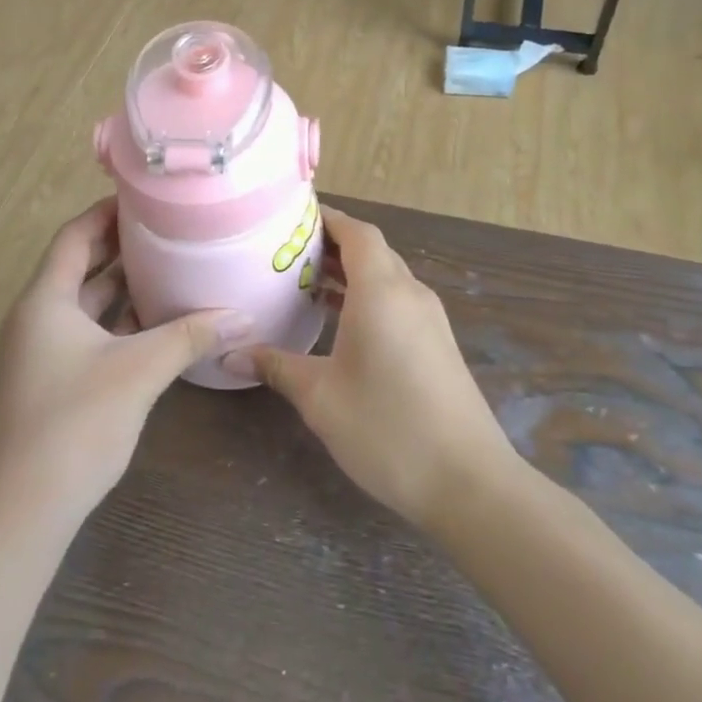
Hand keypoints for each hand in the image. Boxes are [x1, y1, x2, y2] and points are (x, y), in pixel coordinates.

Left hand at [0, 200, 254, 522]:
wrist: (27, 505)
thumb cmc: (76, 422)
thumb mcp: (139, 370)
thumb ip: (190, 336)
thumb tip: (243, 315)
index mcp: (45, 300)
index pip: (74, 236)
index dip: (106, 212)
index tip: (146, 197)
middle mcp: (38, 317)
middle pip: (79, 266)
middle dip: (121, 246)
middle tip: (168, 228)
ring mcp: (44, 351)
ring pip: (86, 304)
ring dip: (122, 286)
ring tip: (170, 264)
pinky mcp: (56, 379)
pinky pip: (90, 334)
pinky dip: (120, 322)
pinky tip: (158, 321)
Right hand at [229, 208, 515, 528]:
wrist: (470, 484)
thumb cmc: (388, 429)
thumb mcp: (320, 397)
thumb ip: (276, 366)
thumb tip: (231, 355)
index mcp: (382, 292)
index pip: (356, 232)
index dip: (326, 217)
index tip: (289, 218)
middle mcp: (410, 295)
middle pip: (371, 250)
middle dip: (329, 244)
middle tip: (282, 251)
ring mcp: (429, 321)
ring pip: (385, 277)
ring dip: (348, 273)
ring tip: (301, 281)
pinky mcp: (437, 345)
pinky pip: (396, 302)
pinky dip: (365, 297)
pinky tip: (337, 322)